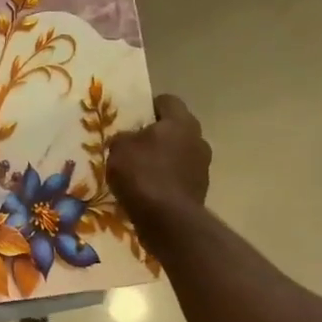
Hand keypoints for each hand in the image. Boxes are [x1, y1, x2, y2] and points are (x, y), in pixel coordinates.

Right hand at [107, 95, 210, 239]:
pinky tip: (148, 190)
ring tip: (139, 170)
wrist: (167, 220)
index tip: (133, 118)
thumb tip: (128, 139)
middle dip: (156, 135)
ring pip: (178, 153)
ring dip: (162, 158)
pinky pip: (179, 176)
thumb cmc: (142, 173)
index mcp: (181, 122)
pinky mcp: (200, 190)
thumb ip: (124, 137)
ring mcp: (203, 166)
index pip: (167, 101)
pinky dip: (166, 180)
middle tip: (133, 144)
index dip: (149, 106)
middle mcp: (198, 139)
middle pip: (175, 129)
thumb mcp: (119, 148)